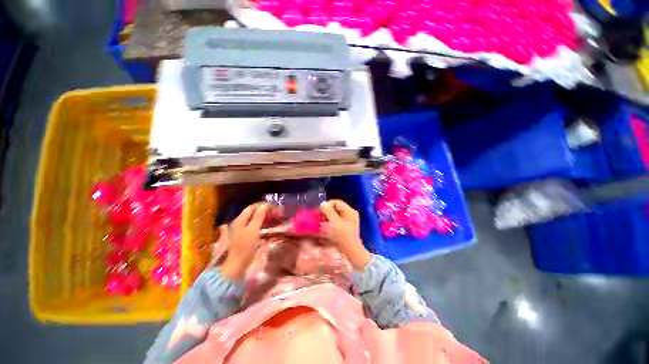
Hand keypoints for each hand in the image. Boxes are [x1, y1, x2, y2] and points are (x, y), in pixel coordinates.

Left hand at [220, 203, 268, 280]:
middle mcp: (239, 222)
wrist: (236, 266)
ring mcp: (241, 230)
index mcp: (240, 219)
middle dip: (264, 210)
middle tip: (275, 212)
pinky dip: (261, 224)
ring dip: (263, 217)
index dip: (263, 205)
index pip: (253, 207)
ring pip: (253, 218)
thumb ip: (259, 216)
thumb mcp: (253, 230)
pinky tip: (267, 226)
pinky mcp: (244, 236)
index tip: (274, 207)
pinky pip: (254, 226)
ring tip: (273, 218)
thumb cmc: (245, 247)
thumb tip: (266, 205)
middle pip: (253, 212)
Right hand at [320, 200, 371, 270]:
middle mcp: (350, 213)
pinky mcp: (346, 226)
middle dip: (327, 211)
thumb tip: (323, 203)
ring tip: (321, 221)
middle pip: (336, 207)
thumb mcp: (336, 223)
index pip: (337, 202)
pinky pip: (337, 219)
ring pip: (336, 213)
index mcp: (350, 211)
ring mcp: (349, 220)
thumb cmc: (344, 237)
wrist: (352, 252)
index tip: (320, 211)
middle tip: (319, 217)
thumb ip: (329, 212)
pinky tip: (326, 225)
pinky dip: (331, 220)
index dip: (328, 205)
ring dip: (328, 216)